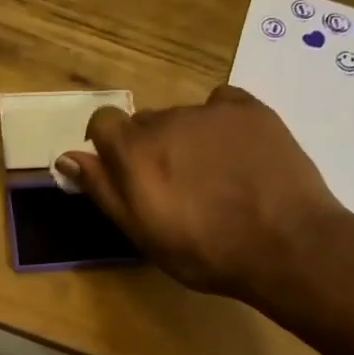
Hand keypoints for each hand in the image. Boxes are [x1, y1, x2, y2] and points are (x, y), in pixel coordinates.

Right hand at [56, 86, 344, 303]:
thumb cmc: (203, 251)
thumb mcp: (141, 231)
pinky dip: (219, 123)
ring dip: (184, 138)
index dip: (106, 143)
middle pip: (144, 122)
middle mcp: (166, 120)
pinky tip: (235, 152)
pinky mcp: (251, 109)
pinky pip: (221, 104)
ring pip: (182, 117)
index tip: (120, 169)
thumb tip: (67, 157)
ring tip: (211, 176)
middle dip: (148, 146)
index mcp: (133, 151)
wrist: (286, 245)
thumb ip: (102, 189)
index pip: (102, 121)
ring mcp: (211, 111)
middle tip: (172, 185)